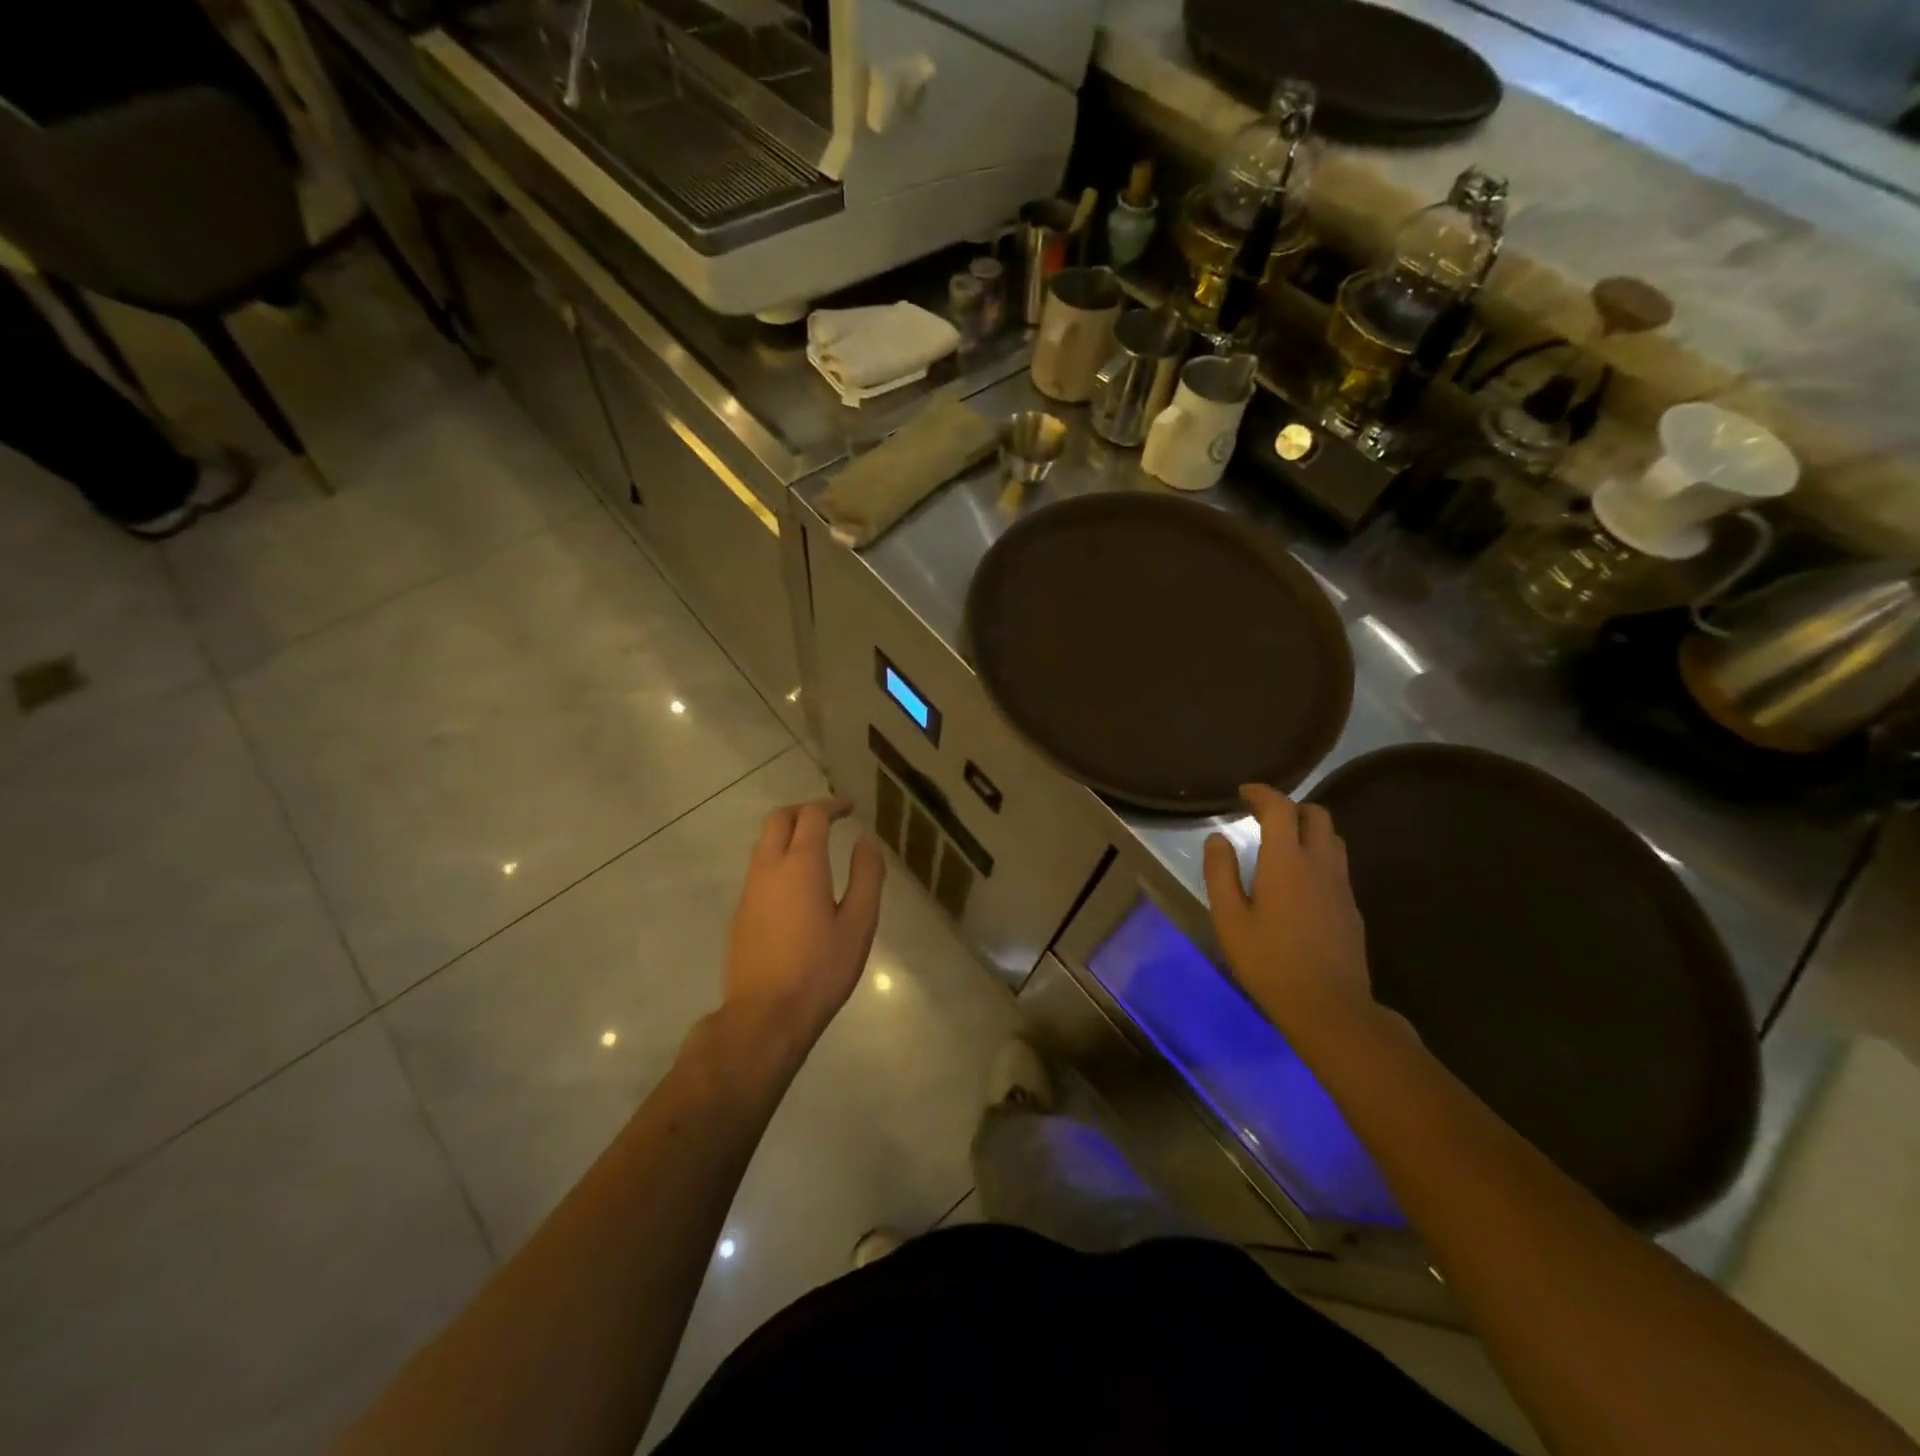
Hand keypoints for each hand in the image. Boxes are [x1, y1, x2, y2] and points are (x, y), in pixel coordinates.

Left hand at [724, 800, 885, 1057]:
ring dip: (787, 834)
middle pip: (778, 820)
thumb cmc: (821, 969)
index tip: (849, 808)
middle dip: (804, 810)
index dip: (831, 805)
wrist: (765, 1016)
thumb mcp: (859, 923)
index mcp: (801, 864)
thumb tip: (866, 840)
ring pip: (763, 844)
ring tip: (815, 848)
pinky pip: (758, 869)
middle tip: (829, 818)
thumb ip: (866, 876)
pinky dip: (777, 859)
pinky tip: (796, 885)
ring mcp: (749, 890)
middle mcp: (768, 868)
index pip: (811, 815)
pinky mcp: (740, 913)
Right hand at [1203, 784, 1375, 1041]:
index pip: (1281, 808)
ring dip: (1308, 829)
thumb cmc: (1269, 962)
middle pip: (1316, 815)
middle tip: (1262, 817)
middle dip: (1290, 807)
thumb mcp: (1229, 919)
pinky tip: (1298, 881)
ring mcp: (1341, 886)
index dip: (1262, 793)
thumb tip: (1217, 839)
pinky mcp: (1351, 907)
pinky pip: (1337, 865)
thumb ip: (1220, 873)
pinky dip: (1317, 855)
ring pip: (1332, 838)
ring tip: (1281, 844)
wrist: (1329, 1008)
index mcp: (1287, 861)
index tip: (1243, 792)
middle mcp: (1320, 864)